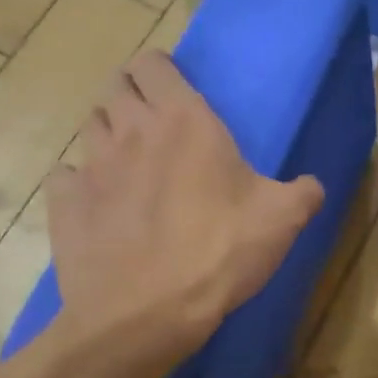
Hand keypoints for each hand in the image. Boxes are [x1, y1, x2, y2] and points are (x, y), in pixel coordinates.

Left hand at [45, 49, 324, 352]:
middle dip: (132, 95)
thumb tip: (313, 186)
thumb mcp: (282, 221)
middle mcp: (130, 130)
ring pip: (91, 126)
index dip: (161, 70)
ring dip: (109, 134)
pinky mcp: (64, 203)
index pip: (153, 63)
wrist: (146, 314)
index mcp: (184, 121)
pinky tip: (101, 204)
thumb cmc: (219, 253)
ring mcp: (90, 165)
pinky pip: (67, 175)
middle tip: (156, 125)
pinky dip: (81, 182)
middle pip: (116, 87)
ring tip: (130, 163)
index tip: (175, 89)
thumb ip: (303, 193)